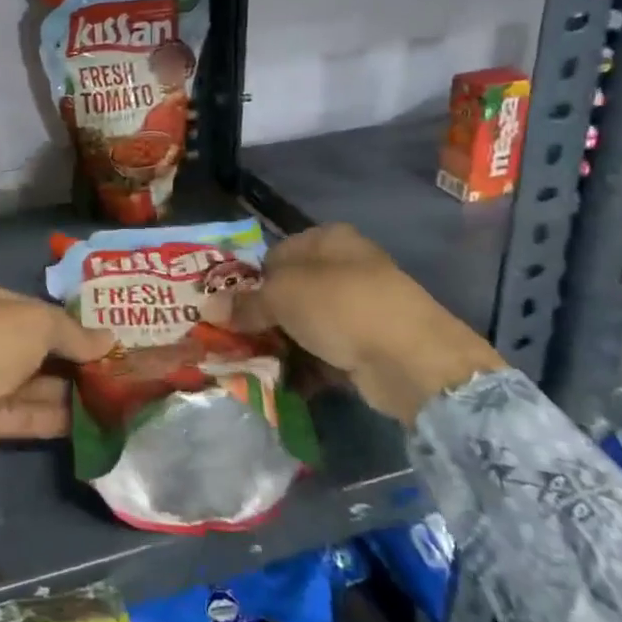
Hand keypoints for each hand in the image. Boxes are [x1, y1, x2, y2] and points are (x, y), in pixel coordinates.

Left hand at [0, 281, 112, 447]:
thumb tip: (109, 339)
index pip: (32, 307)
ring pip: (32, 383)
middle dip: (70, 358)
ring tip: (110, 397)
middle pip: (33, 347)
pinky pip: (26, 413)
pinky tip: (90, 423)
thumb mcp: (39, 323)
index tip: (98, 335)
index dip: (66, 320)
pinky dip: (54, 417)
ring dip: (67, 390)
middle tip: (110, 368)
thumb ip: (74, 333)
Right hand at [233, 224, 502, 423]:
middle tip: (235, 339)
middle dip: (262, 316)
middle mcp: (345, 267)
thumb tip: (208, 306)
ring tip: (253, 364)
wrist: (413, 360)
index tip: (228, 309)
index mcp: (327, 239)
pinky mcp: (368, 345)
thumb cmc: (342, 307)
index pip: (274, 255)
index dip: (249, 281)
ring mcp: (359, 307)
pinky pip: (325, 351)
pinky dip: (305, 365)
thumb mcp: (283, 296)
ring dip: (281, 344)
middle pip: (289, 291)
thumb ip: (245, 302)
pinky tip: (283, 381)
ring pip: (305, 324)